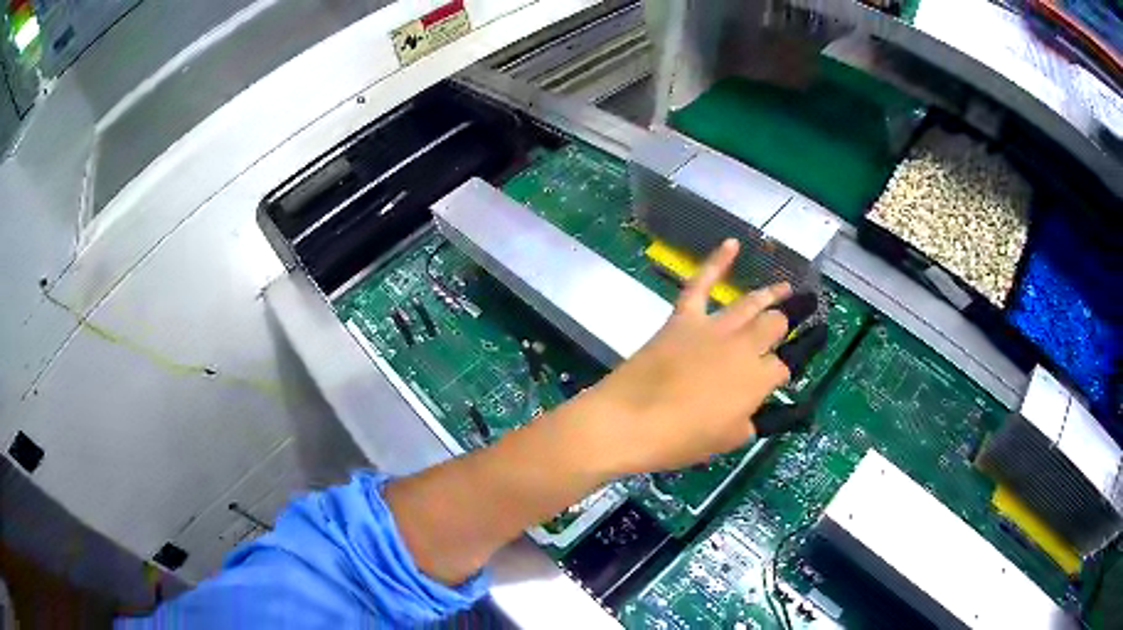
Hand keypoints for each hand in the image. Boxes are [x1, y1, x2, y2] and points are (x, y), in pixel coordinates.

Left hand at [575, 239, 796, 475]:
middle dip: (782, 329)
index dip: (778, 376)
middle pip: (774, 326)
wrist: (628, 421)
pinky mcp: (683, 318)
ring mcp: (713, 327)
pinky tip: (732, 243)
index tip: (771, 384)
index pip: (782, 368)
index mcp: (757, 379)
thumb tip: (752, 408)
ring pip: (750, 303)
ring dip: (772, 294)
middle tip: (783, 332)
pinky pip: (701, 283)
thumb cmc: (679, 440)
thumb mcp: (726, 441)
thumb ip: (749, 420)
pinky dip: (716, 261)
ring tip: (788, 289)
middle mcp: (743, 346)